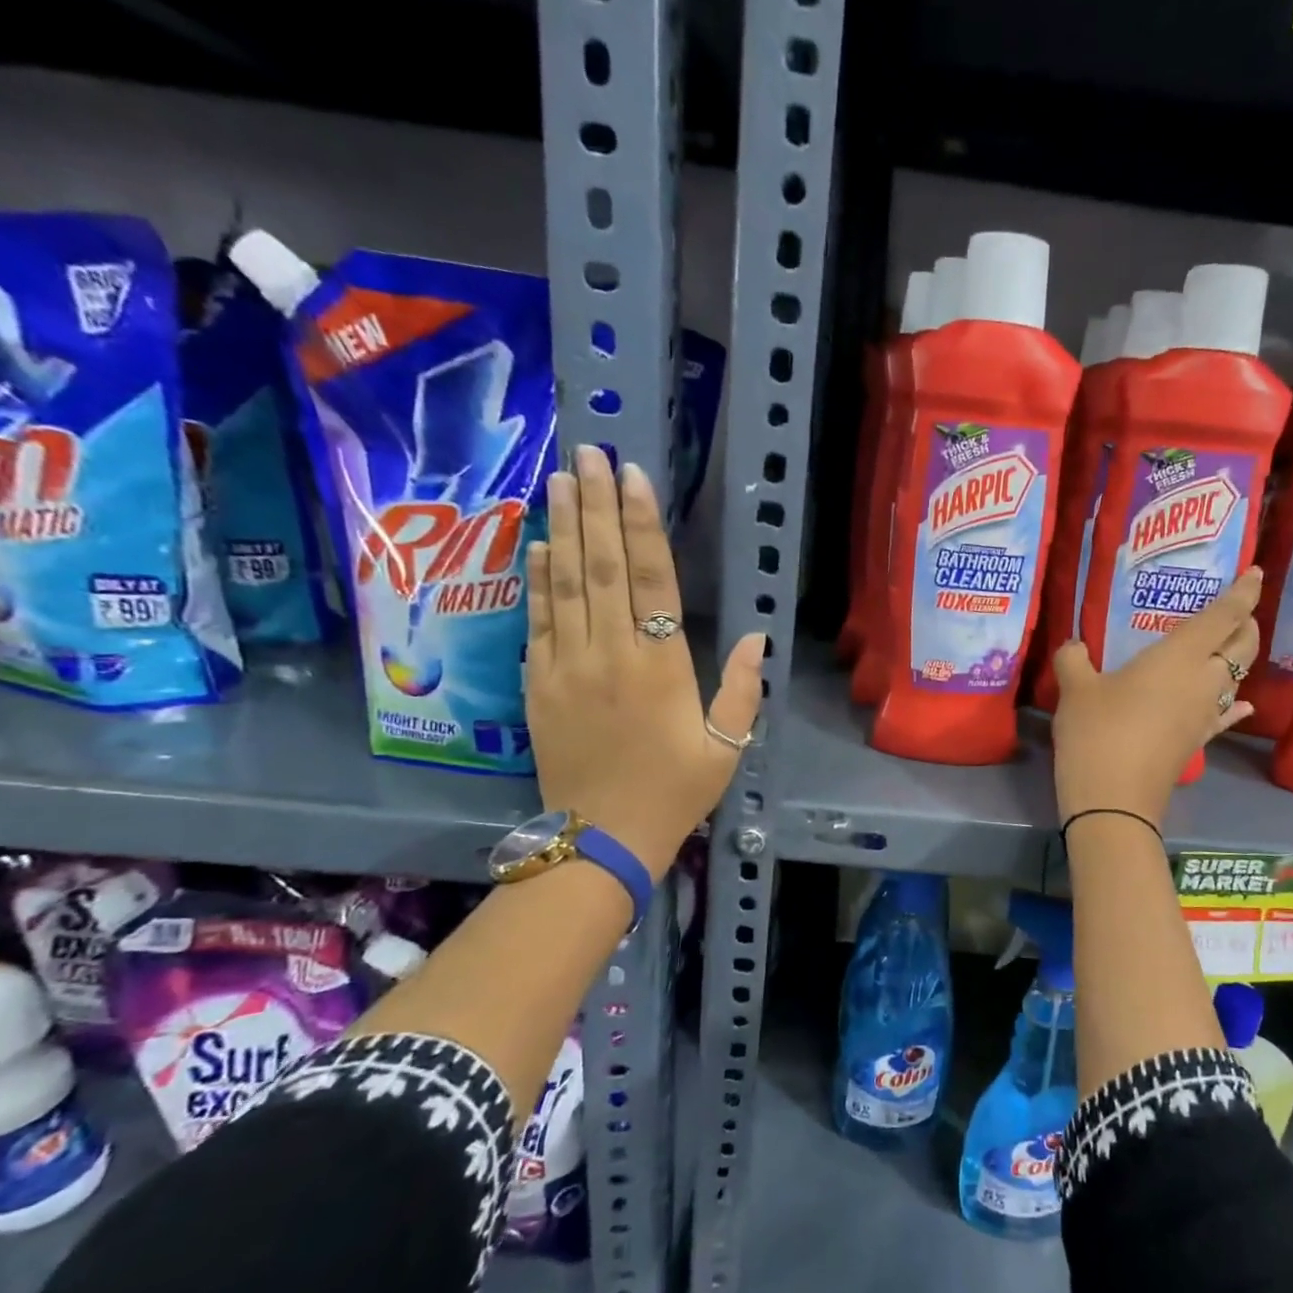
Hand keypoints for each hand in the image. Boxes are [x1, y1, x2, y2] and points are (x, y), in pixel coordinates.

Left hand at [524, 446, 764, 877]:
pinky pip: (536, 621)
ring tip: (559, 480)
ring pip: (563, 584)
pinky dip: (537, 579)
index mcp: (660, 666)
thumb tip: (757, 636)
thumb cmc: (674, 792)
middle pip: (600, 567)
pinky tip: (537, 545)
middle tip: (589, 453)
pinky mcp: (537, 684)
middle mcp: (610, 653)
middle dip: (595, 506)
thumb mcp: (725, 747)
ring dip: (561, 527)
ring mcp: (566, 666)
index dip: (641, 525)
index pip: (651, 580)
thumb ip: (742, 689)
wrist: (602, 838)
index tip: (633, 477)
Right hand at [1050, 567, 1261, 826]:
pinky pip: (1225, 715)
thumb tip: (1074, 646)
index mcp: (1180, 657)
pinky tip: (1239, 702)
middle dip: (1246, 622)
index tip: (1255, 572)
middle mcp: (1204, 681)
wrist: (1114, 801)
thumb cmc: (1097, 733)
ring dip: (1238, 658)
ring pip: (1237, 678)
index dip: (1243, 591)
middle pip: (1243, 645)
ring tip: (1225, 647)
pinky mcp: (1197, 742)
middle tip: (1235, 609)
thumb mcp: (1075, 690)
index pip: (1224, 615)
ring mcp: (1205, 715)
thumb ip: (1074, 659)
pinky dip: (1234, 703)